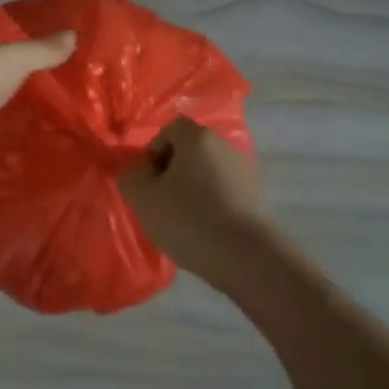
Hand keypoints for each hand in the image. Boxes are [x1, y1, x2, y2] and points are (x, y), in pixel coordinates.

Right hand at [118, 116, 268, 287]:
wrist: (248, 258)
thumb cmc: (190, 219)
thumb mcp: (144, 198)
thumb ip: (131, 176)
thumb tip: (136, 172)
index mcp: (198, 137)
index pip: (169, 129)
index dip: (153, 152)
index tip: (149, 182)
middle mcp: (224, 146)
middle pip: (189, 151)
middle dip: (171, 173)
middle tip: (161, 202)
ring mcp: (245, 172)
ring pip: (206, 173)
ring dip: (191, 191)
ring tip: (183, 222)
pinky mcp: (257, 199)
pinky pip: (224, 193)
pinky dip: (211, 206)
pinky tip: (205, 232)